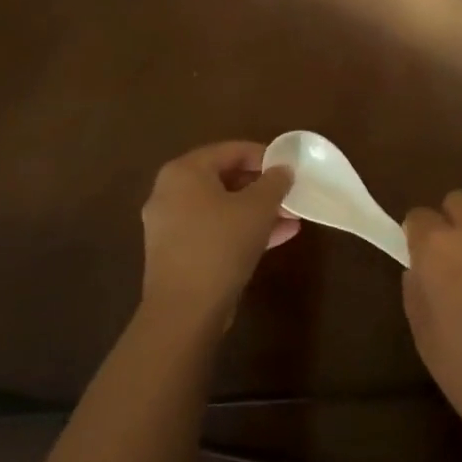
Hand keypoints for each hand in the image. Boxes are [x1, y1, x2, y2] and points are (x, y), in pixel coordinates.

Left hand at [141, 141, 297, 329]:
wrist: (185, 311)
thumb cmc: (220, 245)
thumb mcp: (257, 208)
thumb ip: (274, 182)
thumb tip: (283, 170)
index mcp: (184, 172)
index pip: (230, 150)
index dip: (264, 156)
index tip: (290, 167)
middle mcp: (170, 193)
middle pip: (224, 179)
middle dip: (262, 187)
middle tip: (290, 193)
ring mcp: (170, 225)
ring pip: (222, 208)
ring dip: (257, 211)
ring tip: (292, 217)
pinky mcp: (177, 253)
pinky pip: (214, 230)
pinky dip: (242, 230)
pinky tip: (278, 238)